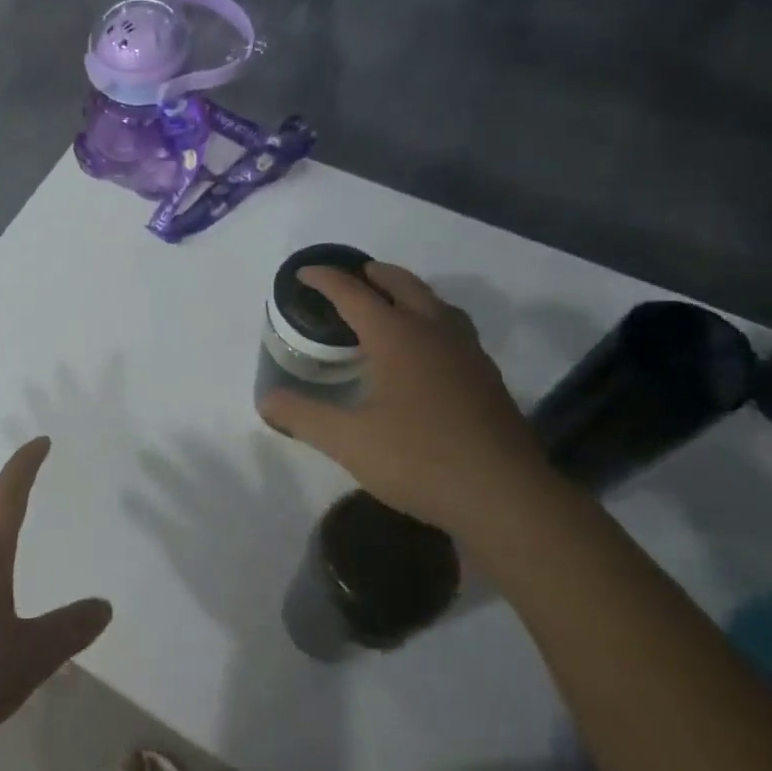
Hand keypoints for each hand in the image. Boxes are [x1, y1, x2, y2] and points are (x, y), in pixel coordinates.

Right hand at [258, 261, 558, 534]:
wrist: (505, 497)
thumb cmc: (419, 460)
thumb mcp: (347, 441)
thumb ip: (302, 416)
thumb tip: (266, 400)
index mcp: (397, 337)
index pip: (353, 293)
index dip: (325, 280)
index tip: (304, 273)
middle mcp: (434, 333)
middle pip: (403, 285)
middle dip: (374, 275)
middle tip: (353, 276)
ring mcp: (467, 354)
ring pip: (437, 304)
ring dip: (409, 293)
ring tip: (391, 304)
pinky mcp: (487, 378)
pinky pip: (454, 330)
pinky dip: (432, 322)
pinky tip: (426, 352)